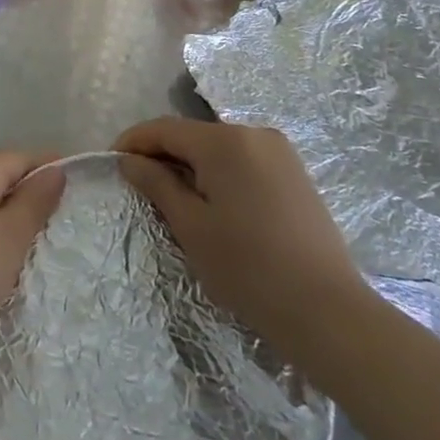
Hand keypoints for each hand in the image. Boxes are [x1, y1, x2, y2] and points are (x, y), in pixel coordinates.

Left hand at [0, 152, 64, 351]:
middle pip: (1, 174)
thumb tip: (55, 170)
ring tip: (20, 252)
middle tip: (51, 233)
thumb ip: (35, 201)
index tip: (76, 199)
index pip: (26, 157)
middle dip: (27, 198)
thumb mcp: (10, 240)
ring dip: (2, 217)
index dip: (53, 173)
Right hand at [115, 118, 367, 351]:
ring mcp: (279, 151)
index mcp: (225, 141)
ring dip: (191, 165)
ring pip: (218, 148)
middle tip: (139, 186)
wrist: (327, 311)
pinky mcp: (294, 172)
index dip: (133, 141)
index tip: (111, 162)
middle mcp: (253, 133)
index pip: (164, 128)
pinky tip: (213, 204)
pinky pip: (243, 160)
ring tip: (173, 199)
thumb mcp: (191, 227)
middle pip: (193, 135)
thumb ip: (157, 184)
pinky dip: (219, 173)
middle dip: (162, 155)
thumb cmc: (249, 269)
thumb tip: (129, 160)